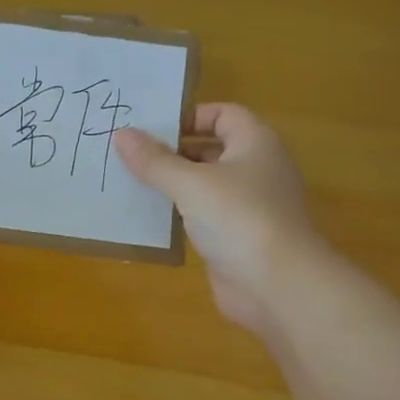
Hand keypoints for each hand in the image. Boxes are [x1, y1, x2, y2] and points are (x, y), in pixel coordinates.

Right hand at [114, 104, 319, 336]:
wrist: (278, 286)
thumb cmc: (238, 218)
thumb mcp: (190, 183)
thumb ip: (154, 160)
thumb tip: (121, 133)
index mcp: (255, 143)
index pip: (223, 114)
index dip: (189, 116)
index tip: (151, 128)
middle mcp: (256, 168)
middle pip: (211, 148)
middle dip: (172, 151)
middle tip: (129, 154)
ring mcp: (248, 205)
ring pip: (204, 184)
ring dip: (172, 184)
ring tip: (130, 182)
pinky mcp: (237, 237)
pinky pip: (203, 215)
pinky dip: (179, 213)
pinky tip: (148, 217)